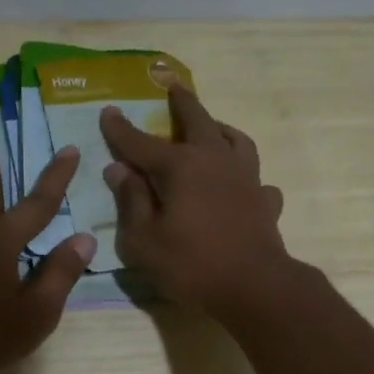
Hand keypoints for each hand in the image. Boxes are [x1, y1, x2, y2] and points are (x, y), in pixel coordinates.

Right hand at [99, 85, 291, 314]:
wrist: (254, 286)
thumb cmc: (191, 265)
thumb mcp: (143, 241)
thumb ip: (131, 202)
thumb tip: (119, 170)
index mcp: (180, 167)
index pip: (141, 143)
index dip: (121, 129)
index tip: (108, 111)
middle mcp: (214, 160)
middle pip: (197, 121)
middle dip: (181, 103)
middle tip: (173, 87)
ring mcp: (246, 178)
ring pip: (235, 139)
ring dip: (219, 128)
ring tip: (212, 128)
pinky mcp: (265, 200)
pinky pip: (255, 178)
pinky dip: (245, 176)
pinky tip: (240, 185)